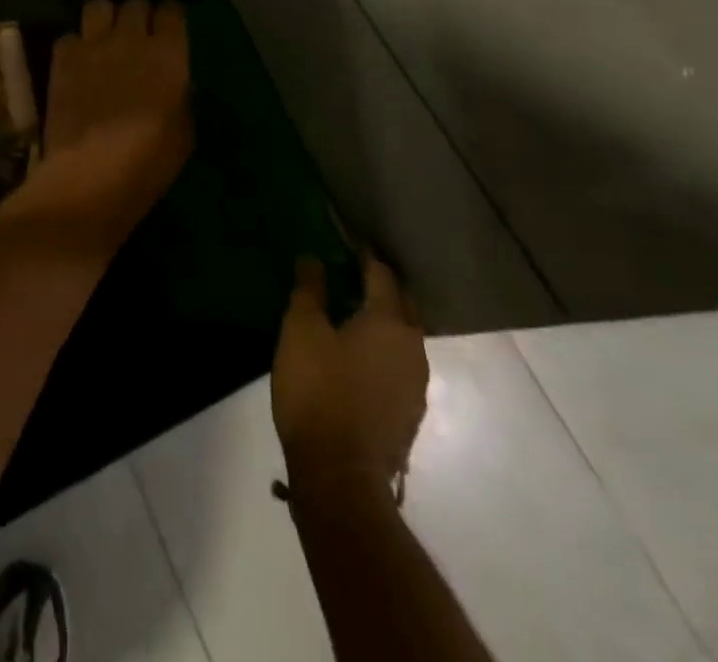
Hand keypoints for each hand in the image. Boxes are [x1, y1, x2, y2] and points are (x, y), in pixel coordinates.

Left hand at [14, 0, 192, 249]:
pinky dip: (75, 46)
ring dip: (106, 19)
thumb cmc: (149, 161)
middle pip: (136, 4)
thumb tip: (178, 84)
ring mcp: (93, 45)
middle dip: (140, 15)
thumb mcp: (184, 133)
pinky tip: (78, 64)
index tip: (171, 29)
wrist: (91, 173)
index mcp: (169, 54)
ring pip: (99, 6)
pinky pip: (70, 36)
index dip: (172, 17)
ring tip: (106, 39)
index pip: (173, 11)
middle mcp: (132, 38)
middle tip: (139, 36)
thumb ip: (182, 98)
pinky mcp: (63, 59)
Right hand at [272, 254, 428, 499]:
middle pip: (403, 305)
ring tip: (355, 314)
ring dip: (384, 321)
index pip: (382, 274)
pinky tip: (359, 359)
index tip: (349, 241)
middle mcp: (413, 348)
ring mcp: (416, 385)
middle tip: (355, 273)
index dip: (364, 255)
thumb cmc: (318, 391)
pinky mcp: (409, 415)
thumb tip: (312, 257)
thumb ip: (309, 290)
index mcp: (389, 322)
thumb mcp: (301, 330)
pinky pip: (399, 366)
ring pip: (404, 338)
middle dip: (383, 286)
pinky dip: (383, 352)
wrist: (340, 476)